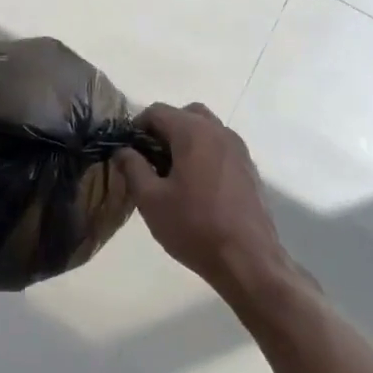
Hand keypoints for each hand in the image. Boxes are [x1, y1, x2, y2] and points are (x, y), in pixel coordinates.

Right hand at [118, 103, 292, 300]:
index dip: (137, 126)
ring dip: (186, 140)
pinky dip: (205, 154)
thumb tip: (123, 150)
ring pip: (206, 129)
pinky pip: (221, 147)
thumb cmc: (194, 227)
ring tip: (173, 173)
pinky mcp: (249, 168)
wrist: (249, 261)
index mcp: (192, 132)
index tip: (128, 151)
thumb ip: (132, 168)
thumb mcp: (151, 200)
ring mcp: (238, 148)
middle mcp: (218, 131)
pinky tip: (198, 187)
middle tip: (151, 159)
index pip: (157, 111)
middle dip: (165, 130)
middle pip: (185, 114)